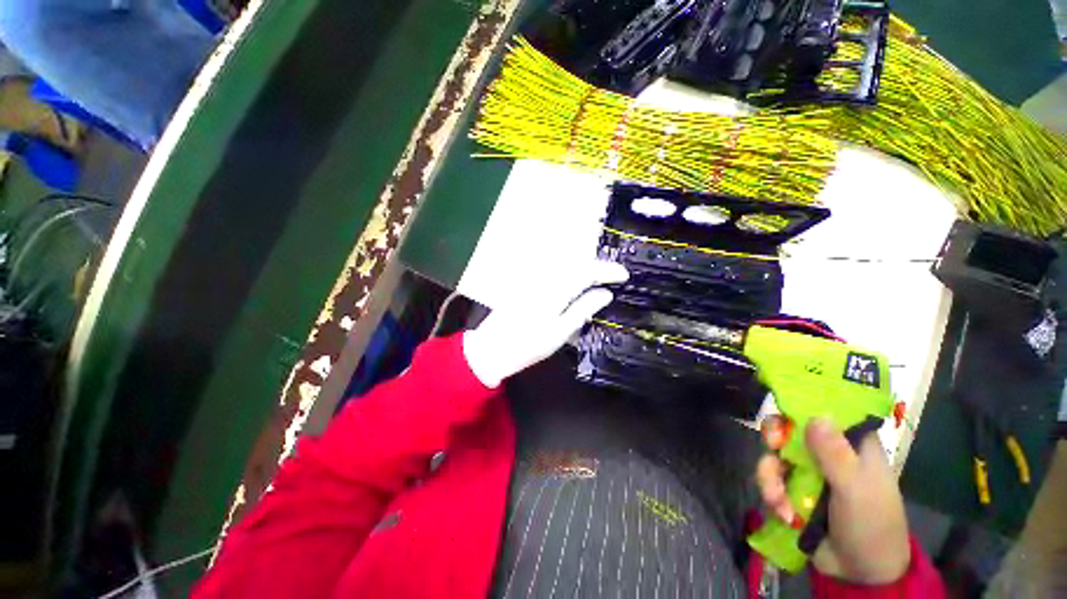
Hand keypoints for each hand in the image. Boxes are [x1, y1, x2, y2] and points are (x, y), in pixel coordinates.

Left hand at [463, 260, 628, 387]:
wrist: (491, 349)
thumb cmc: (527, 346)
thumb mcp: (559, 332)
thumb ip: (582, 309)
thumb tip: (605, 293)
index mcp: (554, 290)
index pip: (585, 272)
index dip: (607, 270)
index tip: (624, 275)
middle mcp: (544, 278)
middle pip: (576, 263)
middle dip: (597, 266)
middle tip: (614, 276)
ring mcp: (534, 279)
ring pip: (565, 265)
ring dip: (585, 268)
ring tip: (600, 278)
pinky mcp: (528, 284)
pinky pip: (555, 271)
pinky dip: (571, 272)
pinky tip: (576, 282)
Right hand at [755, 417, 910, 583]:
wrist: (859, 572)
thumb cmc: (871, 524)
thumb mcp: (856, 489)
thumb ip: (835, 455)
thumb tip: (815, 416)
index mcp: (850, 443)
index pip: (823, 410)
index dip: (800, 403)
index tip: (781, 406)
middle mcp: (826, 451)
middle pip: (789, 427)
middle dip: (774, 436)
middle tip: (773, 446)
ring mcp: (807, 470)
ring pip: (774, 454)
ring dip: (770, 476)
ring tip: (777, 500)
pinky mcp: (792, 488)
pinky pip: (770, 478)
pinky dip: (771, 494)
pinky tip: (782, 512)